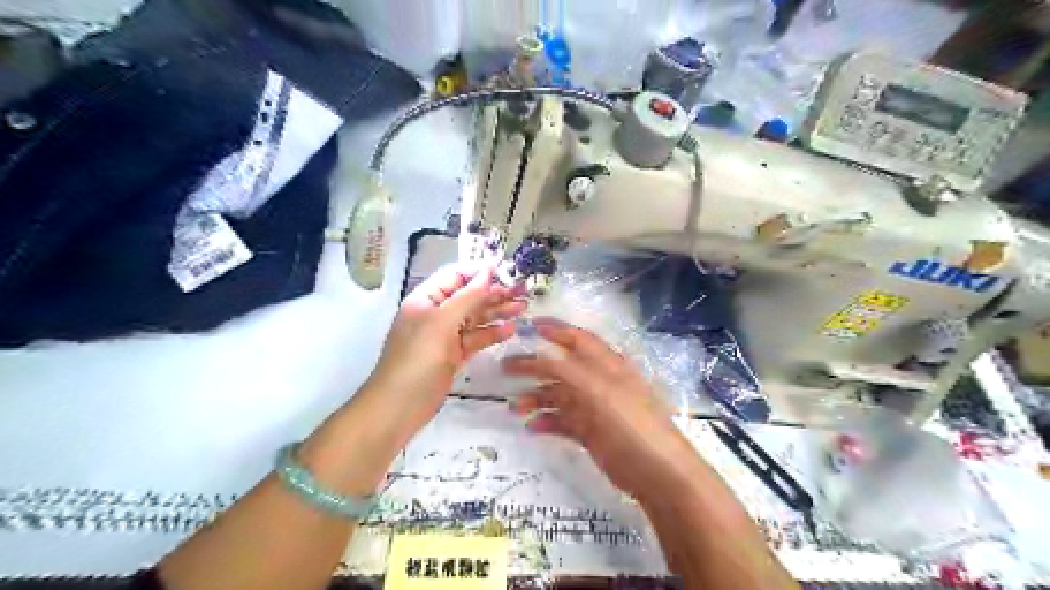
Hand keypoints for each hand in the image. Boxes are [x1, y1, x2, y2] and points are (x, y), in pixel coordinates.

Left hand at [365, 262, 524, 433]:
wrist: (399, 407)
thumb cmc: (417, 359)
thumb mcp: (442, 322)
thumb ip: (467, 296)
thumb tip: (488, 270)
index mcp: (426, 299)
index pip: (456, 276)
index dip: (480, 272)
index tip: (507, 271)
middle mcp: (436, 314)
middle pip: (468, 296)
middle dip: (494, 292)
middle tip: (522, 291)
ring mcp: (445, 336)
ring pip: (475, 318)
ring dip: (497, 312)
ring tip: (522, 307)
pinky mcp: (454, 356)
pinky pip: (475, 339)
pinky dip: (492, 333)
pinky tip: (510, 330)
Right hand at [505, 321, 699, 498]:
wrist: (656, 472)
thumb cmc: (630, 423)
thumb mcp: (599, 391)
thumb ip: (568, 370)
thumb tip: (538, 354)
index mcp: (607, 364)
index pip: (576, 339)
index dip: (553, 330)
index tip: (525, 327)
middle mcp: (598, 382)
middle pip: (562, 367)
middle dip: (534, 366)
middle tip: (506, 368)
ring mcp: (594, 408)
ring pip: (559, 395)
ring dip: (536, 397)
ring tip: (514, 407)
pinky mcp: (590, 432)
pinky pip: (562, 421)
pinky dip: (546, 421)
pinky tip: (532, 427)